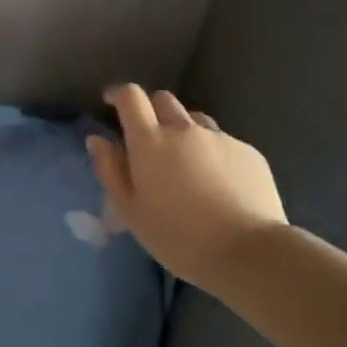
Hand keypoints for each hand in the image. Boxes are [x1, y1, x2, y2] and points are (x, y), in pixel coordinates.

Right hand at [87, 84, 286, 288]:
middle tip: (149, 139)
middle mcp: (184, 129)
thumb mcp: (130, 211)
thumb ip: (110, 170)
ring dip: (183, 130)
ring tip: (186, 162)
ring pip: (195, 119)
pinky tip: (218, 182)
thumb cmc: (178, 237)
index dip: (118, 94)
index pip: (130, 97)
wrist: (248, 253)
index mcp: (150, 141)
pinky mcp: (248, 151)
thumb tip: (97, 140)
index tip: (111, 102)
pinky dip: (212, 152)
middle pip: (163, 99)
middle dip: (151, 111)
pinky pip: (223, 141)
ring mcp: (220, 138)